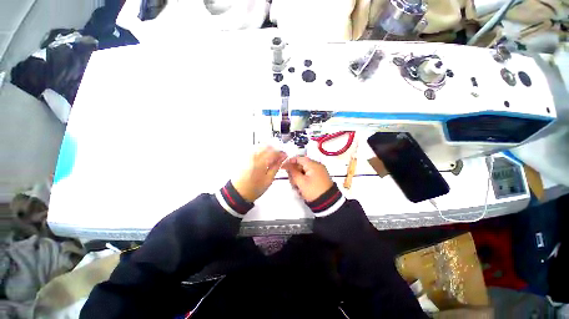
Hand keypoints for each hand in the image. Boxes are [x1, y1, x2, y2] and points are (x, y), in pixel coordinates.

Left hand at [231, 146, 286, 201]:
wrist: (237, 192)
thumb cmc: (254, 188)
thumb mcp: (268, 180)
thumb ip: (276, 167)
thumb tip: (282, 158)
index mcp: (261, 162)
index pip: (274, 151)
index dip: (281, 152)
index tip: (285, 155)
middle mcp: (253, 155)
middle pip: (267, 145)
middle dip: (275, 149)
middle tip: (279, 156)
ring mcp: (247, 155)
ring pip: (260, 145)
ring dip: (268, 148)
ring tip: (272, 156)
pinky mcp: (244, 156)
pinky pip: (254, 148)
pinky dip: (261, 149)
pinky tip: (263, 155)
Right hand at [282, 156, 332, 201]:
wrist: (328, 202)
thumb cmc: (313, 190)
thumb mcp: (300, 182)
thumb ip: (292, 172)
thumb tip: (286, 164)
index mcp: (313, 164)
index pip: (299, 158)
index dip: (290, 161)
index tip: (284, 167)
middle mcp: (317, 166)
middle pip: (301, 165)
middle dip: (295, 172)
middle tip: (292, 182)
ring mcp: (319, 172)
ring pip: (304, 171)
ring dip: (299, 178)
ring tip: (297, 188)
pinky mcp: (320, 178)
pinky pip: (309, 175)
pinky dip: (304, 180)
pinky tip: (301, 188)